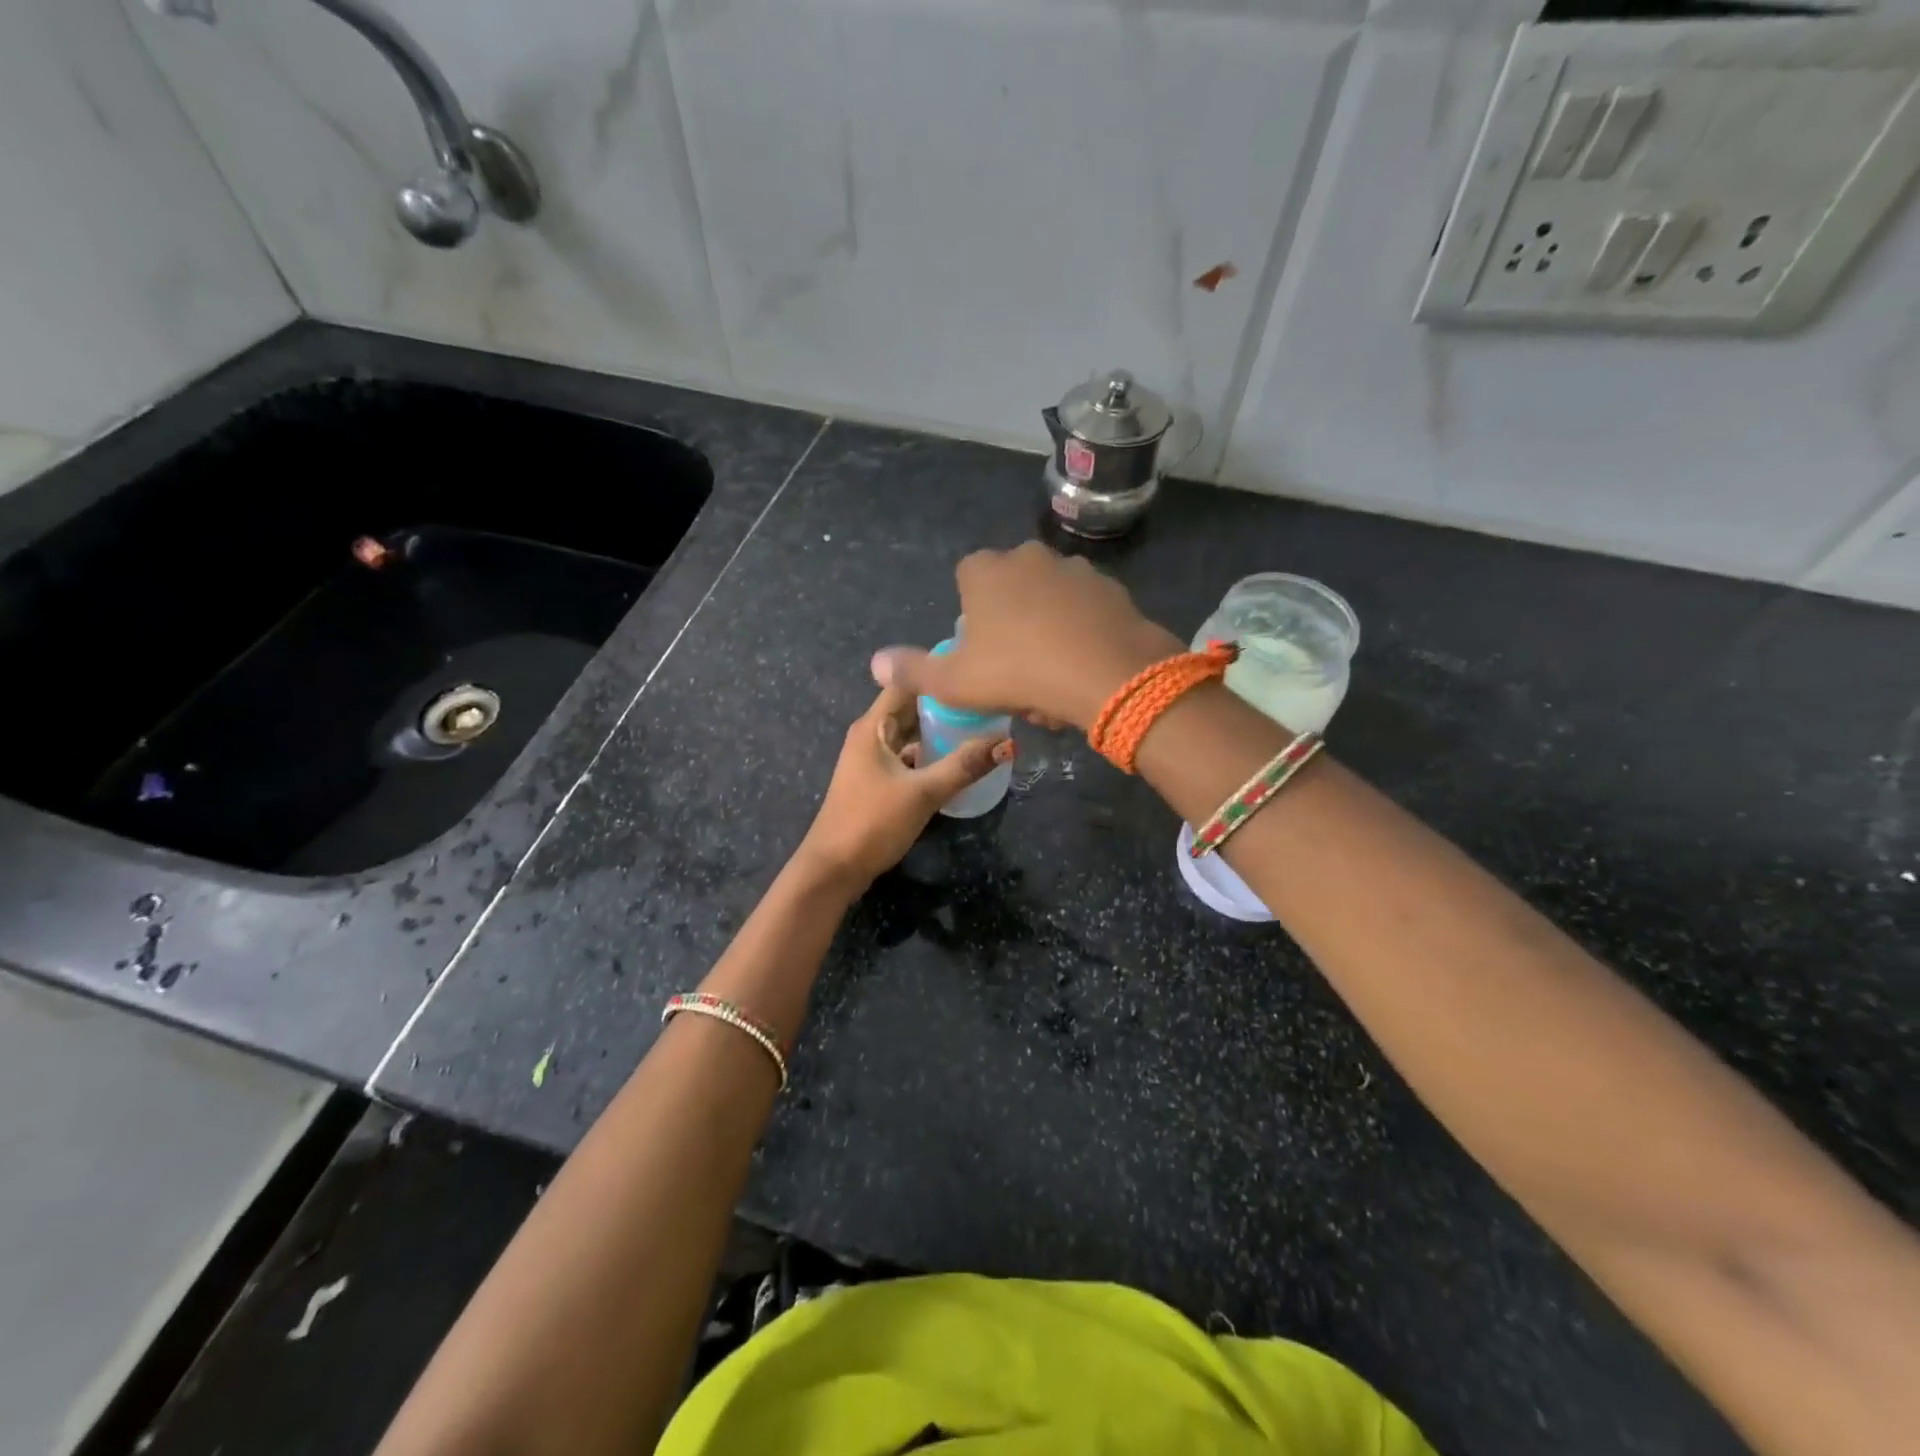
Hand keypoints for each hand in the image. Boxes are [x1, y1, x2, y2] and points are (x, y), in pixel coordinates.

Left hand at [795, 683, 1013, 890]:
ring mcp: (872, 759)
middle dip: (945, 704)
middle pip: (911, 708)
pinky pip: (908, 757)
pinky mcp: (877, 782)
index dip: (938, 673)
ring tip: (980, 726)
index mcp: (873, 726)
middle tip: (987, 701)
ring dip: (939, 731)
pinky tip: (957, 761)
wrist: (833, 869)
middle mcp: (871, 735)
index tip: (974, 670)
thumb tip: (1007, 743)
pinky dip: (930, 755)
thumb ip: (964, 766)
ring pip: (910, 734)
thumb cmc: (872, 822)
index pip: (906, 682)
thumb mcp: (923, 793)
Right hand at [870, 542, 1182, 730]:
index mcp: (986, 570)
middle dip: (1010, 623)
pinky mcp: (1111, 588)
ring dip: (1047, 630)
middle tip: (1016, 671)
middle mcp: (1029, 557)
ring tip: (1052, 677)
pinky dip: (1080, 633)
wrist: (1106, 673)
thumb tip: (876, 664)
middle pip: (1010, 589)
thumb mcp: (955, 681)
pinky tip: (1083, 668)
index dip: (970, 614)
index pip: (967, 578)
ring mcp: (1074, 569)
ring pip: (1049, 600)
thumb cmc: (1018, 672)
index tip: (980, 650)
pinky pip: (1085, 611)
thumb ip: (913, 671)